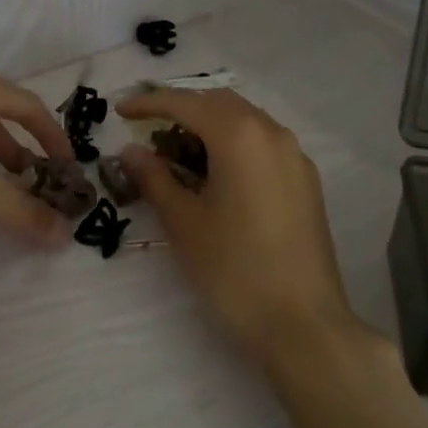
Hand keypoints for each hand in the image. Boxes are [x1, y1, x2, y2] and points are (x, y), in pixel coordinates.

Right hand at [117, 88, 355, 365]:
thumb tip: (132, 151)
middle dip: (181, 110)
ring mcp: (295, 156)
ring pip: (245, 121)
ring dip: (209, 127)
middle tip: (149, 132)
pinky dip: (234, 145)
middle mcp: (272, 132)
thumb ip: (155, 178)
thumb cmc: (233, 270)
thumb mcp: (184, 223)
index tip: (120, 112)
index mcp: (239, 135)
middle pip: (219, 103)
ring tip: (179, 156)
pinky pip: (263, 144)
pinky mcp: (306, 180)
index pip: (186, 103)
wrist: (303, 325)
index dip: (149, 102)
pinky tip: (217, 176)